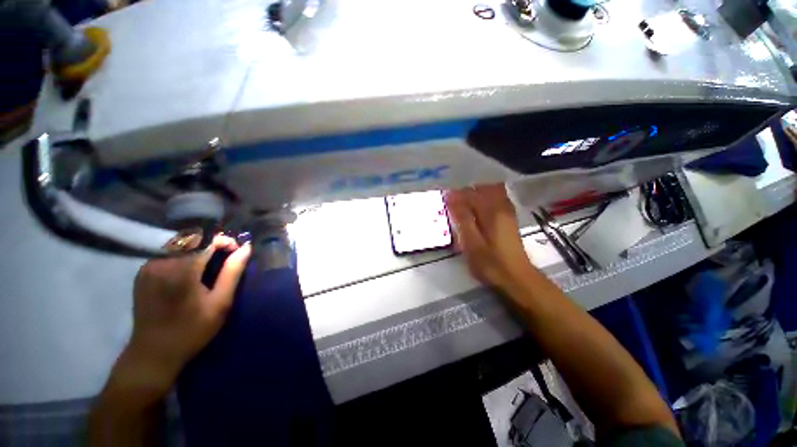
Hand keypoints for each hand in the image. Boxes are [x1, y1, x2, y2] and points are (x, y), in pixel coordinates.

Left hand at [111, 235, 250, 404]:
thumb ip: (233, 272)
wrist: (153, 353)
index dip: (225, 240)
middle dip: (214, 242)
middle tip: (228, 255)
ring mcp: (148, 266)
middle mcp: (161, 263)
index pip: (206, 239)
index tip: (237, 250)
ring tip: (213, 261)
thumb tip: (246, 248)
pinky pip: (168, 253)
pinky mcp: (143, 272)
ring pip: (180, 244)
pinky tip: (192, 268)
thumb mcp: (220, 303)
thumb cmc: (192, 330)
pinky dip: (185, 253)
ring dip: (200, 247)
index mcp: (181, 271)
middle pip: (192, 239)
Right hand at [445, 185, 533, 291]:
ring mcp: (508, 212)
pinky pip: (496, 200)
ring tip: (462, 207)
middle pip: (482, 189)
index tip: (444, 201)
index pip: (471, 194)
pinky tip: (477, 212)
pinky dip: (484, 201)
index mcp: (491, 212)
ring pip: (490, 193)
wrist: (517, 278)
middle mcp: (501, 207)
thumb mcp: (472, 243)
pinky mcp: (509, 219)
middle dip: (465, 193)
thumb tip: (451, 198)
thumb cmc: (491, 263)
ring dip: (474, 196)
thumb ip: (462, 219)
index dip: (455, 195)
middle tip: (452, 204)